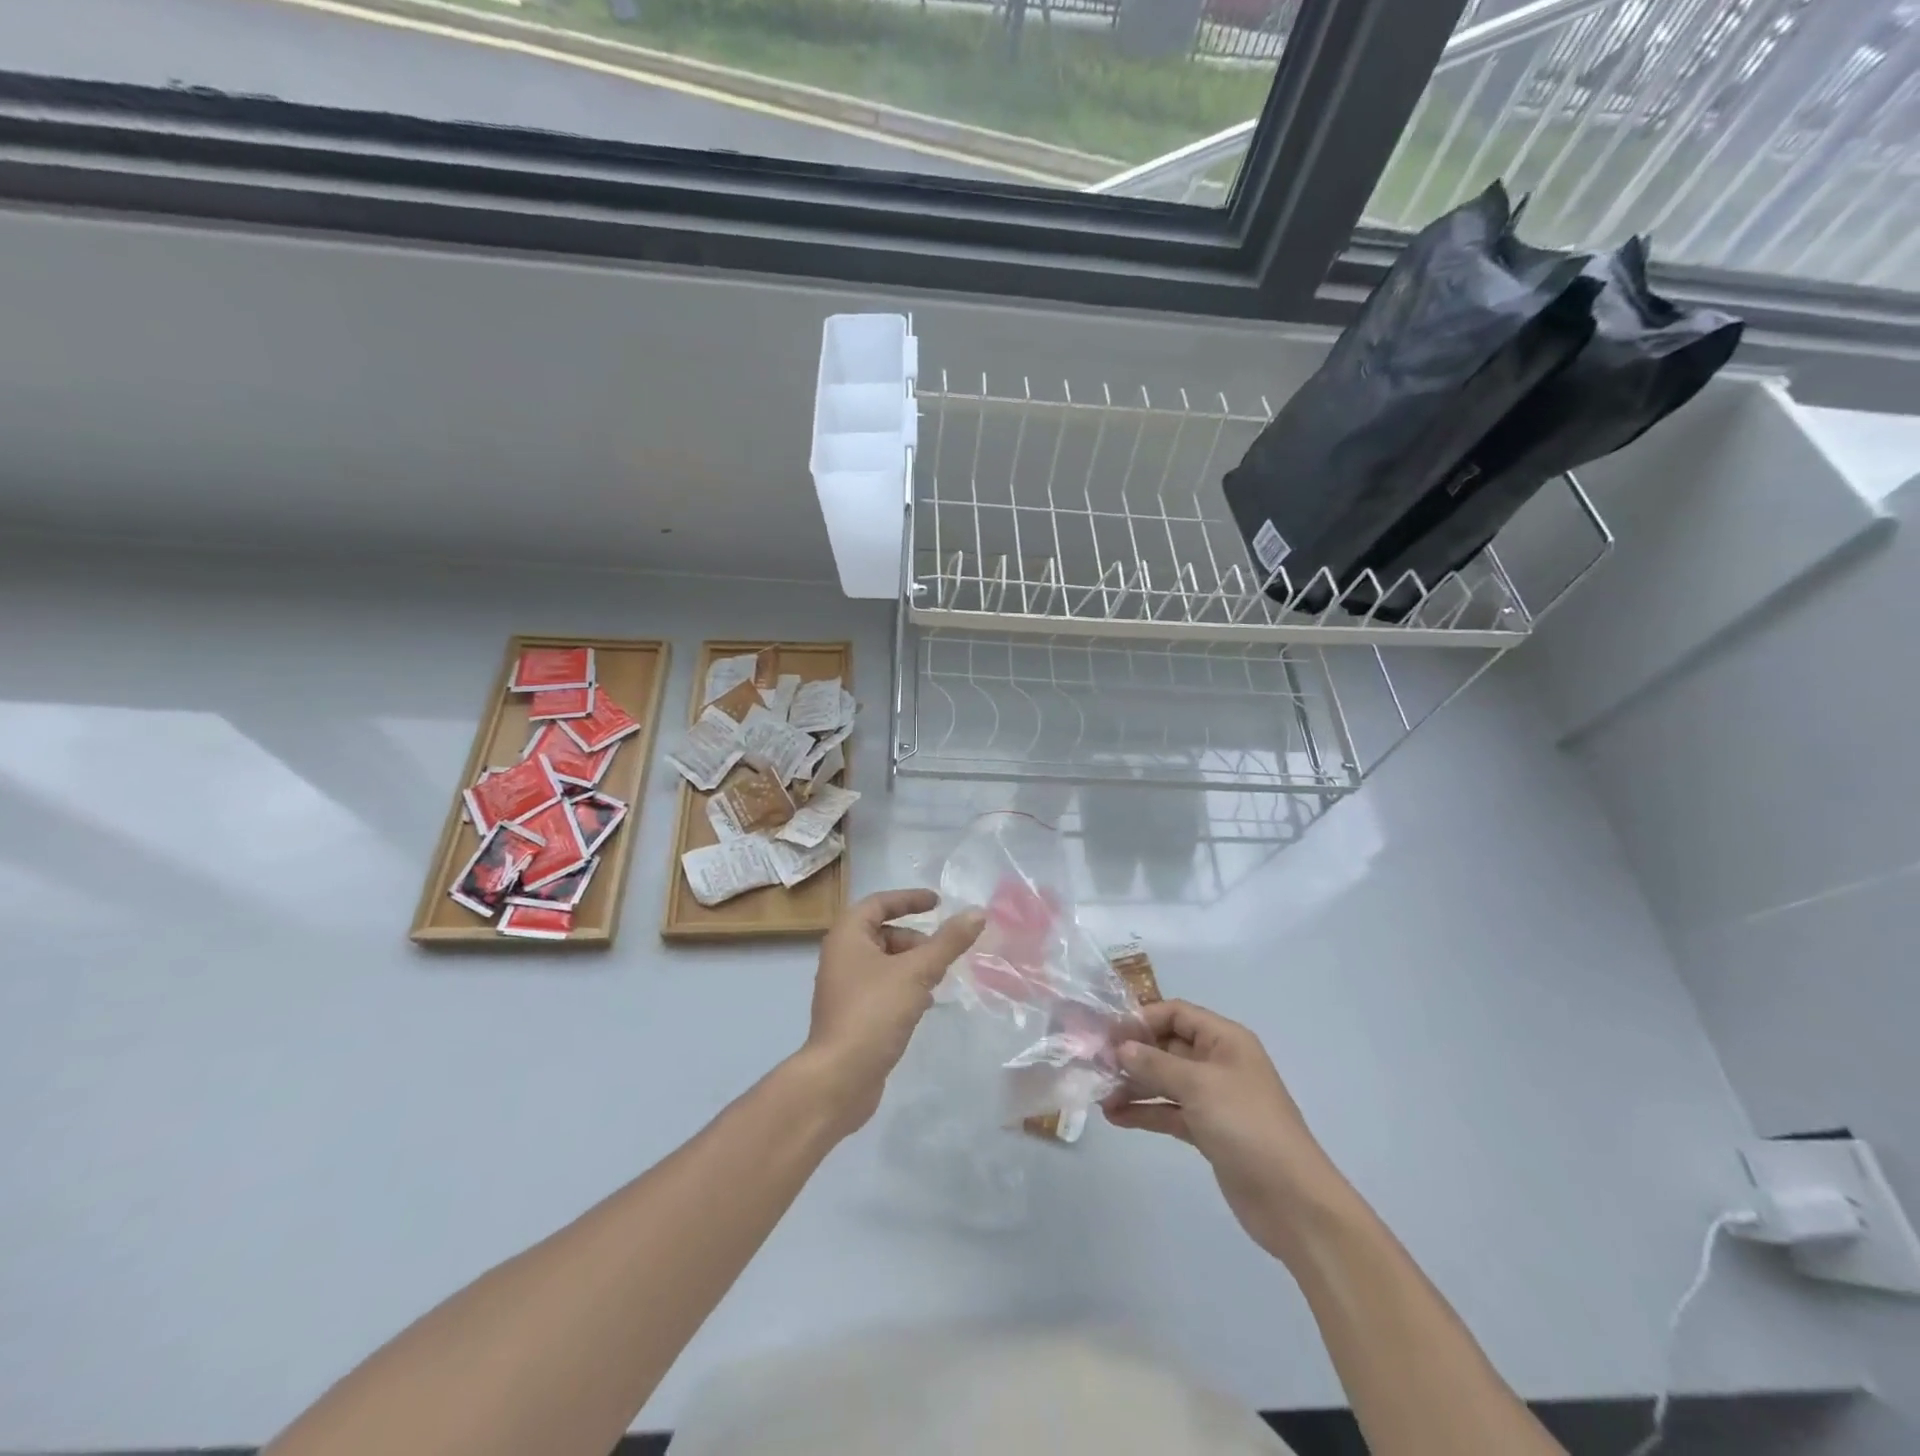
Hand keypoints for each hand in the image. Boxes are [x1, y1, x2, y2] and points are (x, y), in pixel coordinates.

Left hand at [800, 889, 983, 1136]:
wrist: (839, 1078)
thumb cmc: (874, 1013)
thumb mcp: (917, 972)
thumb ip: (948, 942)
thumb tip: (978, 913)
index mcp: (847, 935)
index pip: (879, 902)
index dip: (909, 899)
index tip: (938, 903)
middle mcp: (841, 956)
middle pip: (883, 933)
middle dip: (915, 939)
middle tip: (942, 953)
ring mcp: (845, 987)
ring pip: (885, 962)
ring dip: (913, 965)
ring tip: (939, 979)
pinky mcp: (853, 1014)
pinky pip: (883, 987)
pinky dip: (904, 987)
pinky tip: (925, 1004)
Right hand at [1104, 999, 1354, 1266]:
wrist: (1292, 1200)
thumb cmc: (1247, 1126)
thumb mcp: (1199, 1085)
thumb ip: (1156, 1064)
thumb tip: (1121, 1047)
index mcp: (1225, 1040)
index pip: (1176, 1014)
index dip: (1142, 1019)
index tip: (1108, 1035)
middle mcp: (1218, 1062)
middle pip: (1167, 1046)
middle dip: (1133, 1054)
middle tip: (1095, 1064)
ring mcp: (1213, 1099)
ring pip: (1165, 1081)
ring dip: (1134, 1085)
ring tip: (1100, 1095)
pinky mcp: (1208, 1131)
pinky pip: (1169, 1111)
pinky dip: (1145, 1112)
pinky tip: (1116, 1117)